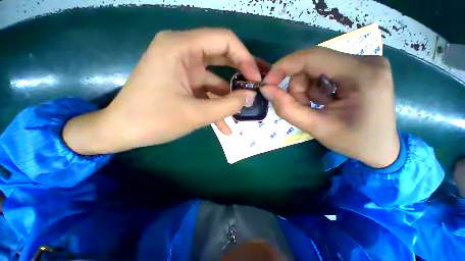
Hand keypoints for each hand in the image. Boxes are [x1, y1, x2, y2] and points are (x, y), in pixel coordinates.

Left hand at [63, 28, 261, 154]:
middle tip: (253, 92)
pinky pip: (205, 91)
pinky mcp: (183, 83)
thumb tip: (250, 97)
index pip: (224, 40)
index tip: (255, 80)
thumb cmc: (154, 120)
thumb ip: (228, 105)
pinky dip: (215, 106)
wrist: (122, 131)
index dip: (245, 58)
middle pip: (222, 56)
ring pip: (215, 79)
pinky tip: (224, 127)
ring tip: (240, 114)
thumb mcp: (196, 114)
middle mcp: (182, 51)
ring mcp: (182, 69)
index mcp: (180, 47)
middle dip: (240, 76)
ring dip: (228, 98)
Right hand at [261, 47, 399, 167]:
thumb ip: (287, 109)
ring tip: (314, 108)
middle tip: (302, 108)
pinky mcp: (357, 69)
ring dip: (305, 90)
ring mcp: (362, 63)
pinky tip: (323, 102)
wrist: (381, 148)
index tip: (267, 84)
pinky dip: (313, 89)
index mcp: (362, 74)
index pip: (312, 57)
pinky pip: (322, 73)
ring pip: (314, 69)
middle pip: (312, 64)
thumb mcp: (316, 128)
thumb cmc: (354, 142)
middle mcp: (365, 60)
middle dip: (297, 88)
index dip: (283, 68)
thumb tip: (266, 90)